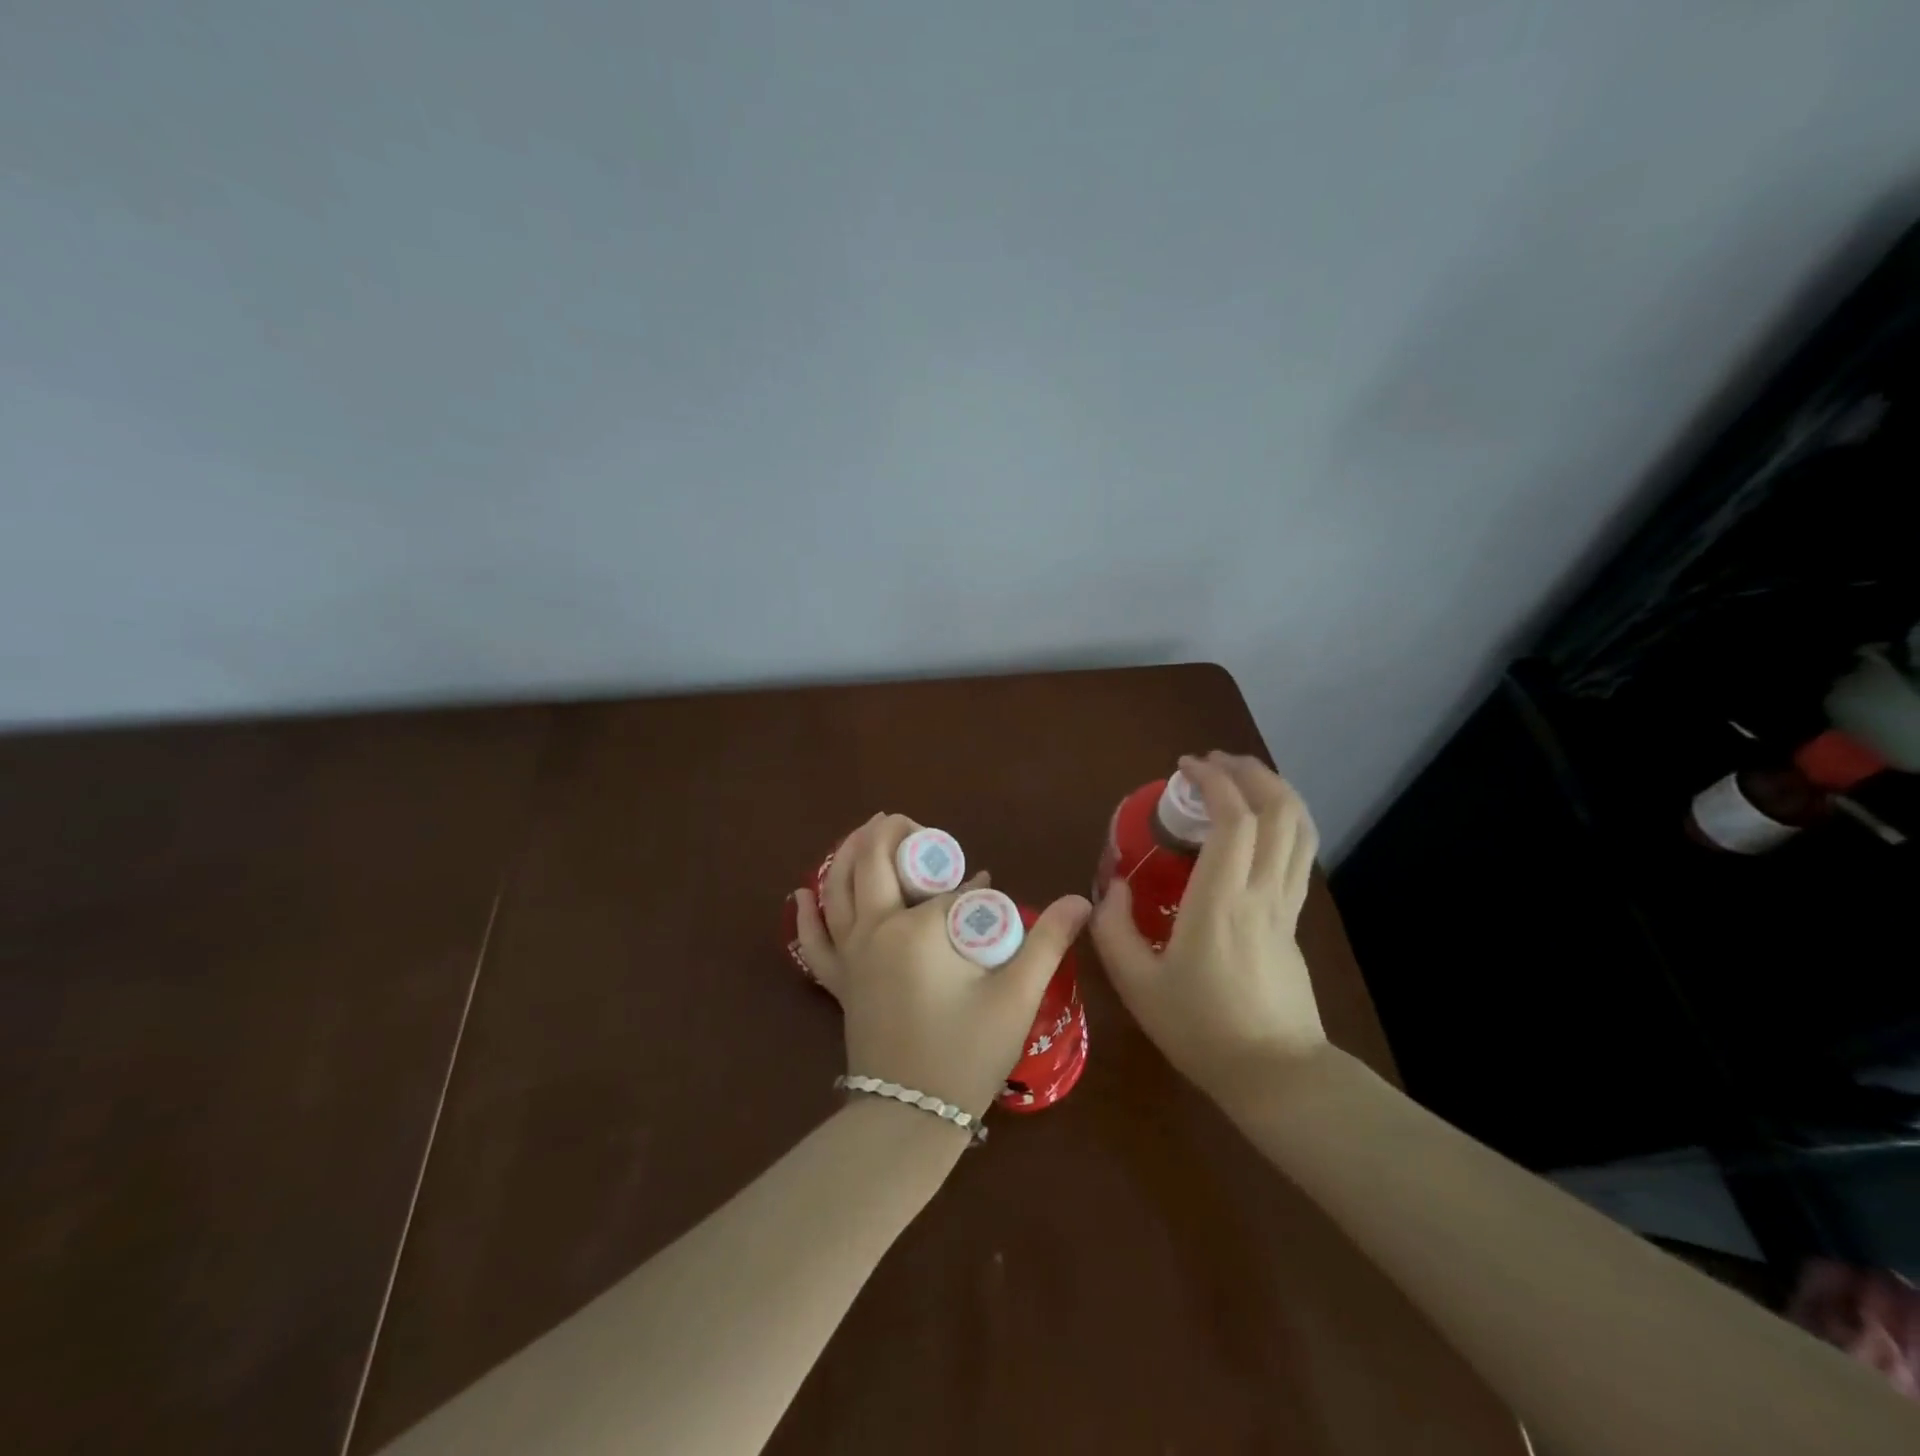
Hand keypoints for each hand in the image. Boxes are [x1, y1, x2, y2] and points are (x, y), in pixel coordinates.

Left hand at [794, 813, 1091, 1120]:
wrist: (909, 1118)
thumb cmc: (966, 1054)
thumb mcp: (1016, 997)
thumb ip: (1048, 943)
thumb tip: (1081, 900)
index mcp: (915, 929)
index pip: (946, 889)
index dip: (970, 883)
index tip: (986, 883)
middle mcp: (873, 930)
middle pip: (873, 863)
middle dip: (891, 834)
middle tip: (913, 826)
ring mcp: (849, 955)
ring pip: (837, 888)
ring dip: (848, 853)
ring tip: (866, 833)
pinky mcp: (837, 981)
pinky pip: (814, 939)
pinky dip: (807, 914)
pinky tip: (802, 893)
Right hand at [1091, 753, 1325, 1107]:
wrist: (1274, 1075)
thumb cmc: (1200, 1029)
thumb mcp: (1136, 984)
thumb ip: (1113, 929)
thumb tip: (1112, 887)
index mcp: (1222, 901)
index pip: (1234, 820)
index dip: (1213, 782)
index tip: (1184, 769)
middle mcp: (1262, 892)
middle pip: (1279, 811)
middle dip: (1250, 773)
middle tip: (1214, 763)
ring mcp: (1286, 905)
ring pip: (1299, 830)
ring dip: (1275, 792)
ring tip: (1242, 779)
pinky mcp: (1295, 921)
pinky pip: (1298, 854)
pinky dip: (1282, 822)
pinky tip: (1258, 826)